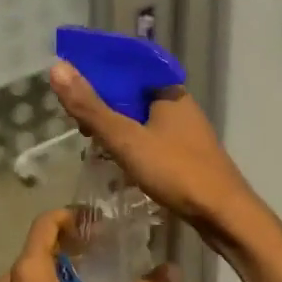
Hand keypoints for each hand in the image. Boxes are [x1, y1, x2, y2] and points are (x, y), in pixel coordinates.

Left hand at [0, 209, 174, 281]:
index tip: (100, 222)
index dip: (73, 215)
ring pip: (33, 270)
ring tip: (94, 273)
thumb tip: (174, 271)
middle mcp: (9, 280)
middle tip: (105, 245)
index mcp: (28, 271)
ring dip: (61, 265)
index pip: (46, 222)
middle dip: (71, 241)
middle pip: (40, 245)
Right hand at [48, 62, 262, 245]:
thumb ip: (91, 107)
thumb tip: (57, 67)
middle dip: (103, 104)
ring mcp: (185, 130)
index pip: (127, 66)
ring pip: (140, 118)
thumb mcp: (126, 139)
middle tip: (78, 124)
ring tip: (91, 143)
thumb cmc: (176, 171)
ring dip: (115, 126)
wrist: (224, 215)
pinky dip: (130, 144)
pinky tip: (116, 160)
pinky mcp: (186, 154)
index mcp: (168, 90)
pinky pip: (150, 138)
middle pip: (132, 92)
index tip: (73, 89)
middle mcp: (178, 104)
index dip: (98, 72)